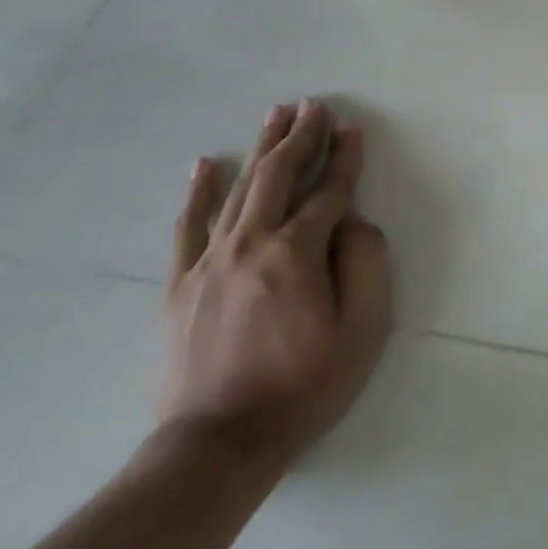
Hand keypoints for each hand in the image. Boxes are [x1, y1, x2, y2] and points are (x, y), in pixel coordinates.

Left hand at [158, 99, 393, 474]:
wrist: (218, 444)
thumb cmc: (305, 385)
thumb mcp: (363, 329)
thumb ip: (365, 263)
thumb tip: (353, 221)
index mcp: (297, 253)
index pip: (329, 191)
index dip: (345, 158)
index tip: (353, 128)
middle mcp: (251, 244)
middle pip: (279, 175)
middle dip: (301, 136)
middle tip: (315, 104)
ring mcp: (210, 261)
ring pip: (239, 188)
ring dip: (261, 147)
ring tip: (277, 115)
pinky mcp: (182, 283)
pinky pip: (189, 225)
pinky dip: (198, 191)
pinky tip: (206, 163)